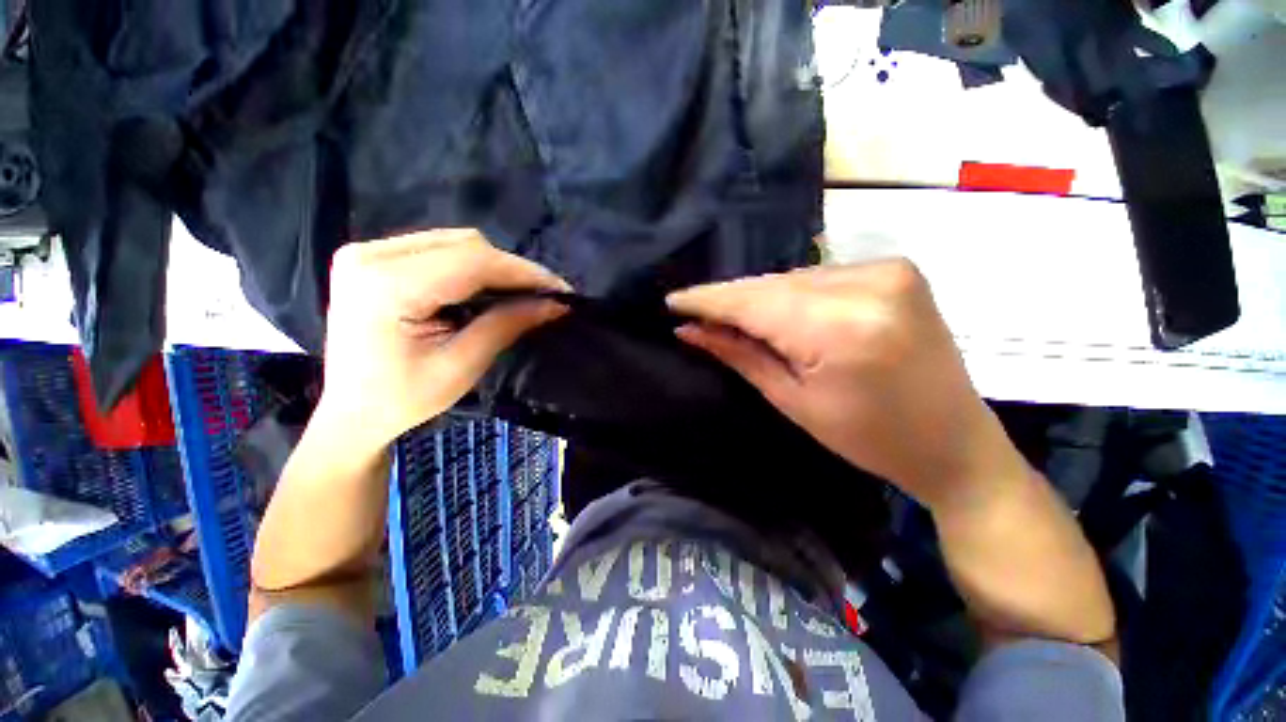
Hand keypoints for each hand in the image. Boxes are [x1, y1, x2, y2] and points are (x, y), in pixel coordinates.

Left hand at [316, 229, 569, 452]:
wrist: (350, 413)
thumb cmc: (402, 400)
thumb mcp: (462, 366)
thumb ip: (507, 325)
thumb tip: (554, 304)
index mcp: (385, 286)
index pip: (472, 261)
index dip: (523, 272)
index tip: (561, 289)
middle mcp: (370, 255)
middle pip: (465, 244)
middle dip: (511, 269)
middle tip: (543, 296)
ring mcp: (368, 252)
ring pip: (455, 242)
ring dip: (494, 267)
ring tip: (520, 294)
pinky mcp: (373, 258)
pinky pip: (439, 249)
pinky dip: (472, 267)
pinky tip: (487, 289)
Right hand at [668, 258, 1021, 511]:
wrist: (953, 442)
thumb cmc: (869, 438)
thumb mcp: (792, 400)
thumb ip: (739, 354)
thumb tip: (689, 329)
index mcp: (841, 329)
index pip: (753, 302)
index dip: (708, 300)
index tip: (673, 301)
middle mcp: (867, 285)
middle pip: (772, 285)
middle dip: (730, 299)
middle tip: (695, 312)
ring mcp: (887, 270)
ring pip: (793, 278)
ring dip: (759, 297)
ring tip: (730, 315)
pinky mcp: (895, 269)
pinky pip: (819, 277)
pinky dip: (790, 293)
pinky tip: (775, 311)